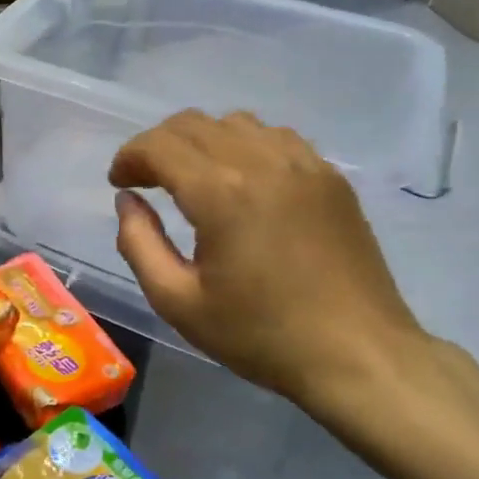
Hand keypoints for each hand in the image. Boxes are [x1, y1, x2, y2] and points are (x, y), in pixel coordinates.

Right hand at [109, 111, 431, 419]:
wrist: (358, 355)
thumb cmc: (260, 334)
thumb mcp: (178, 302)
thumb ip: (139, 243)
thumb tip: (128, 202)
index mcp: (220, 193)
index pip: (159, 145)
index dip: (129, 157)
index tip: (119, 183)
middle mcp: (261, 162)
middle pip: (193, 124)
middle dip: (158, 145)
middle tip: (146, 180)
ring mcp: (304, 164)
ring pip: (235, 123)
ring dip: (201, 141)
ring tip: (193, 178)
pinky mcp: (331, 177)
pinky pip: (276, 137)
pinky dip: (244, 146)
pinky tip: (243, 182)